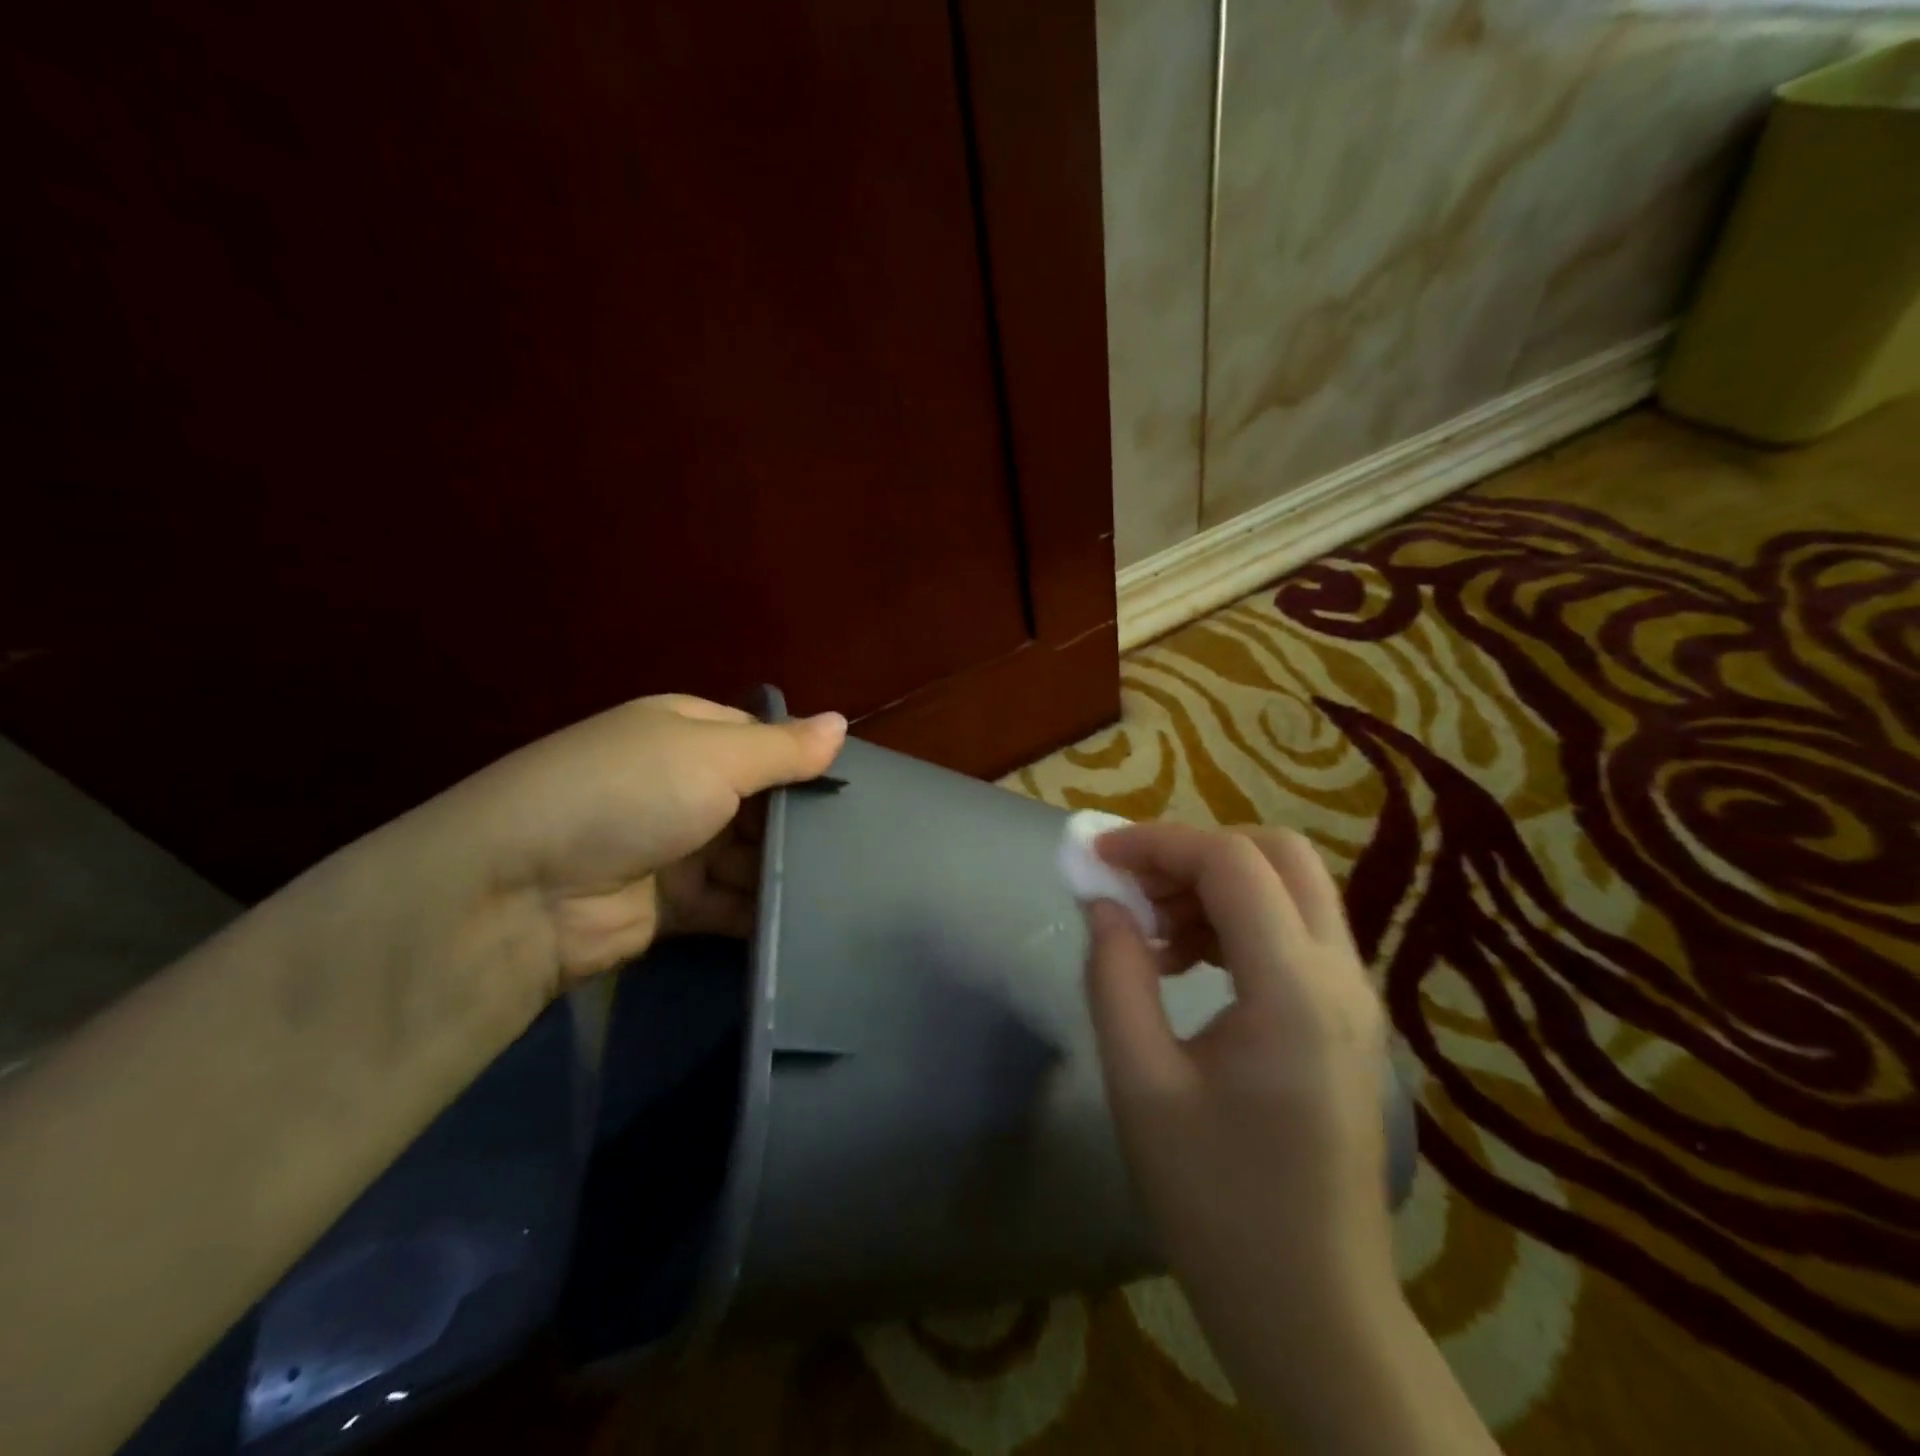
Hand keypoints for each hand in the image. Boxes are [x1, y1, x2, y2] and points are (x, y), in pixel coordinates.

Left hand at [424, 694, 845, 991]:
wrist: (524, 893)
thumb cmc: (630, 795)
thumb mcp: (713, 757)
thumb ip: (783, 748)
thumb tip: (843, 722)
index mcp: (687, 732)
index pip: (763, 739)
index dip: (806, 760)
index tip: (858, 787)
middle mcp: (684, 784)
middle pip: (762, 801)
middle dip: (803, 821)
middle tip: (867, 842)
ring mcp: (680, 846)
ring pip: (753, 855)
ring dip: (789, 868)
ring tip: (853, 883)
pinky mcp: (676, 905)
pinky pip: (735, 903)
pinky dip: (766, 910)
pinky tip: (814, 917)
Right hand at [1082, 824, 1399, 1400]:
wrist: (1312, 1309)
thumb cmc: (1216, 1203)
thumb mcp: (1141, 1083)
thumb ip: (1115, 976)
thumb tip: (1102, 902)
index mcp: (1294, 991)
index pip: (1232, 863)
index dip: (1157, 843)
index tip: (1096, 857)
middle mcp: (1341, 976)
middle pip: (1278, 853)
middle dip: (1196, 850)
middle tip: (1134, 887)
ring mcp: (1355, 996)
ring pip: (1291, 886)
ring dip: (1217, 883)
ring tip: (1153, 932)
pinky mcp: (1347, 1018)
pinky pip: (1295, 929)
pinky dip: (1238, 918)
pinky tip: (1188, 963)